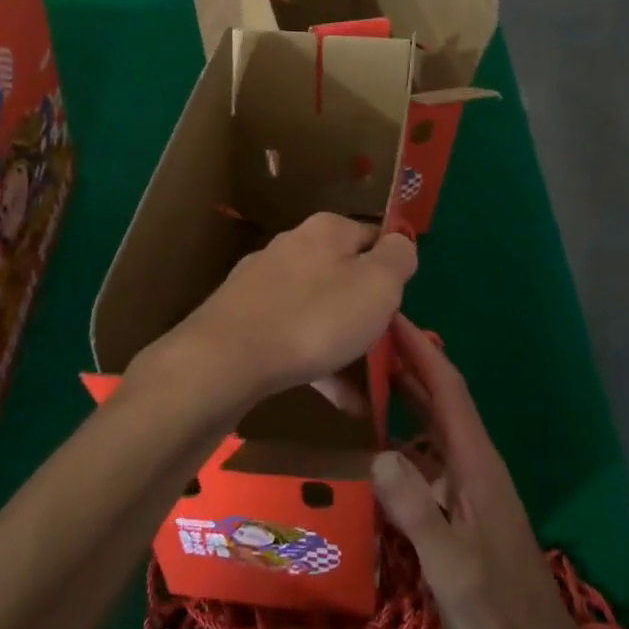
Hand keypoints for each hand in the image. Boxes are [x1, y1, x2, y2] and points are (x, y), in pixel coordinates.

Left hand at [167, 213, 417, 407]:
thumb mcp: (377, 285)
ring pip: (319, 310)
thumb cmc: (316, 317)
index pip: (374, 237)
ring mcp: (264, 282)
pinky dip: (318, 363)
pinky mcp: (245, 317)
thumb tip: (401, 242)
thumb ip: (398, 258)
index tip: (402, 307)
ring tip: (368, 389)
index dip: (394, 271)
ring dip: (345, 345)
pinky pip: (294, 336)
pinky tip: (337, 399)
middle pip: (344, 274)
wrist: (227, 359)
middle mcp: (293, 245)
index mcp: (327, 229)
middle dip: (366, 311)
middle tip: (386, 349)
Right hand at [373, 318, 628, 628]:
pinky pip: (430, 453)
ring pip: (435, 423)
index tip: (390, 313)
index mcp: (476, 461)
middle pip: (441, 396)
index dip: (419, 348)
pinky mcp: (464, 506)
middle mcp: (475, 461)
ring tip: (366, 374)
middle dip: (409, 360)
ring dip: (406, 392)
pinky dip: (406, 432)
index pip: (447, 388)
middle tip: (365, 334)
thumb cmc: (496, 610)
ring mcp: (471, 484)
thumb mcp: (450, 564)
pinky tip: (379, 441)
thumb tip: (377, 453)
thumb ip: (416, 511)